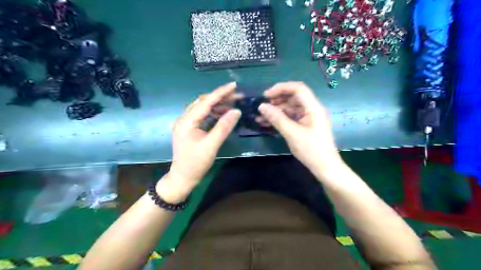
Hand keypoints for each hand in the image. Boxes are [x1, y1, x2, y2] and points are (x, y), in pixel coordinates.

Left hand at [161, 82, 241, 199]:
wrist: (183, 178)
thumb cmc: (195, 163)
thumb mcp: (211, 145)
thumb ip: (223, 127)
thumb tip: (236, 111)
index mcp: (187, 121)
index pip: (205, 102)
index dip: (220, 93)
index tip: (234, 85)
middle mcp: (184, 119)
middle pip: (203, 102)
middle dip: (220, 97)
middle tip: (236, 96)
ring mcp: (186, 124)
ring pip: (202, 108)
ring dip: (217, 105)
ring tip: (232, 104)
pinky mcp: (189, 129)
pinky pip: (202, 116)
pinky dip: (213, 113)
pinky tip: (222, 114)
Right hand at [260, 81, 341, 171]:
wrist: (325, 168)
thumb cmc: (311, 150)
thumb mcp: (292, 134)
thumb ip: (277, 118)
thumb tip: (262, 106)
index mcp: (313, 108)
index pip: (298, 89)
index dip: (281, 88)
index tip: (266, 95)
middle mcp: (312, 109)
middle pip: (294, 97)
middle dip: (277, 99)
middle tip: (263, 106)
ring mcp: (309, 118)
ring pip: (291, 108)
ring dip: (277, 110)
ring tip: (261, 116)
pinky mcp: (306, 126)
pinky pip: (292, 117)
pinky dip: (281, 118)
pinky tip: (268, 122)